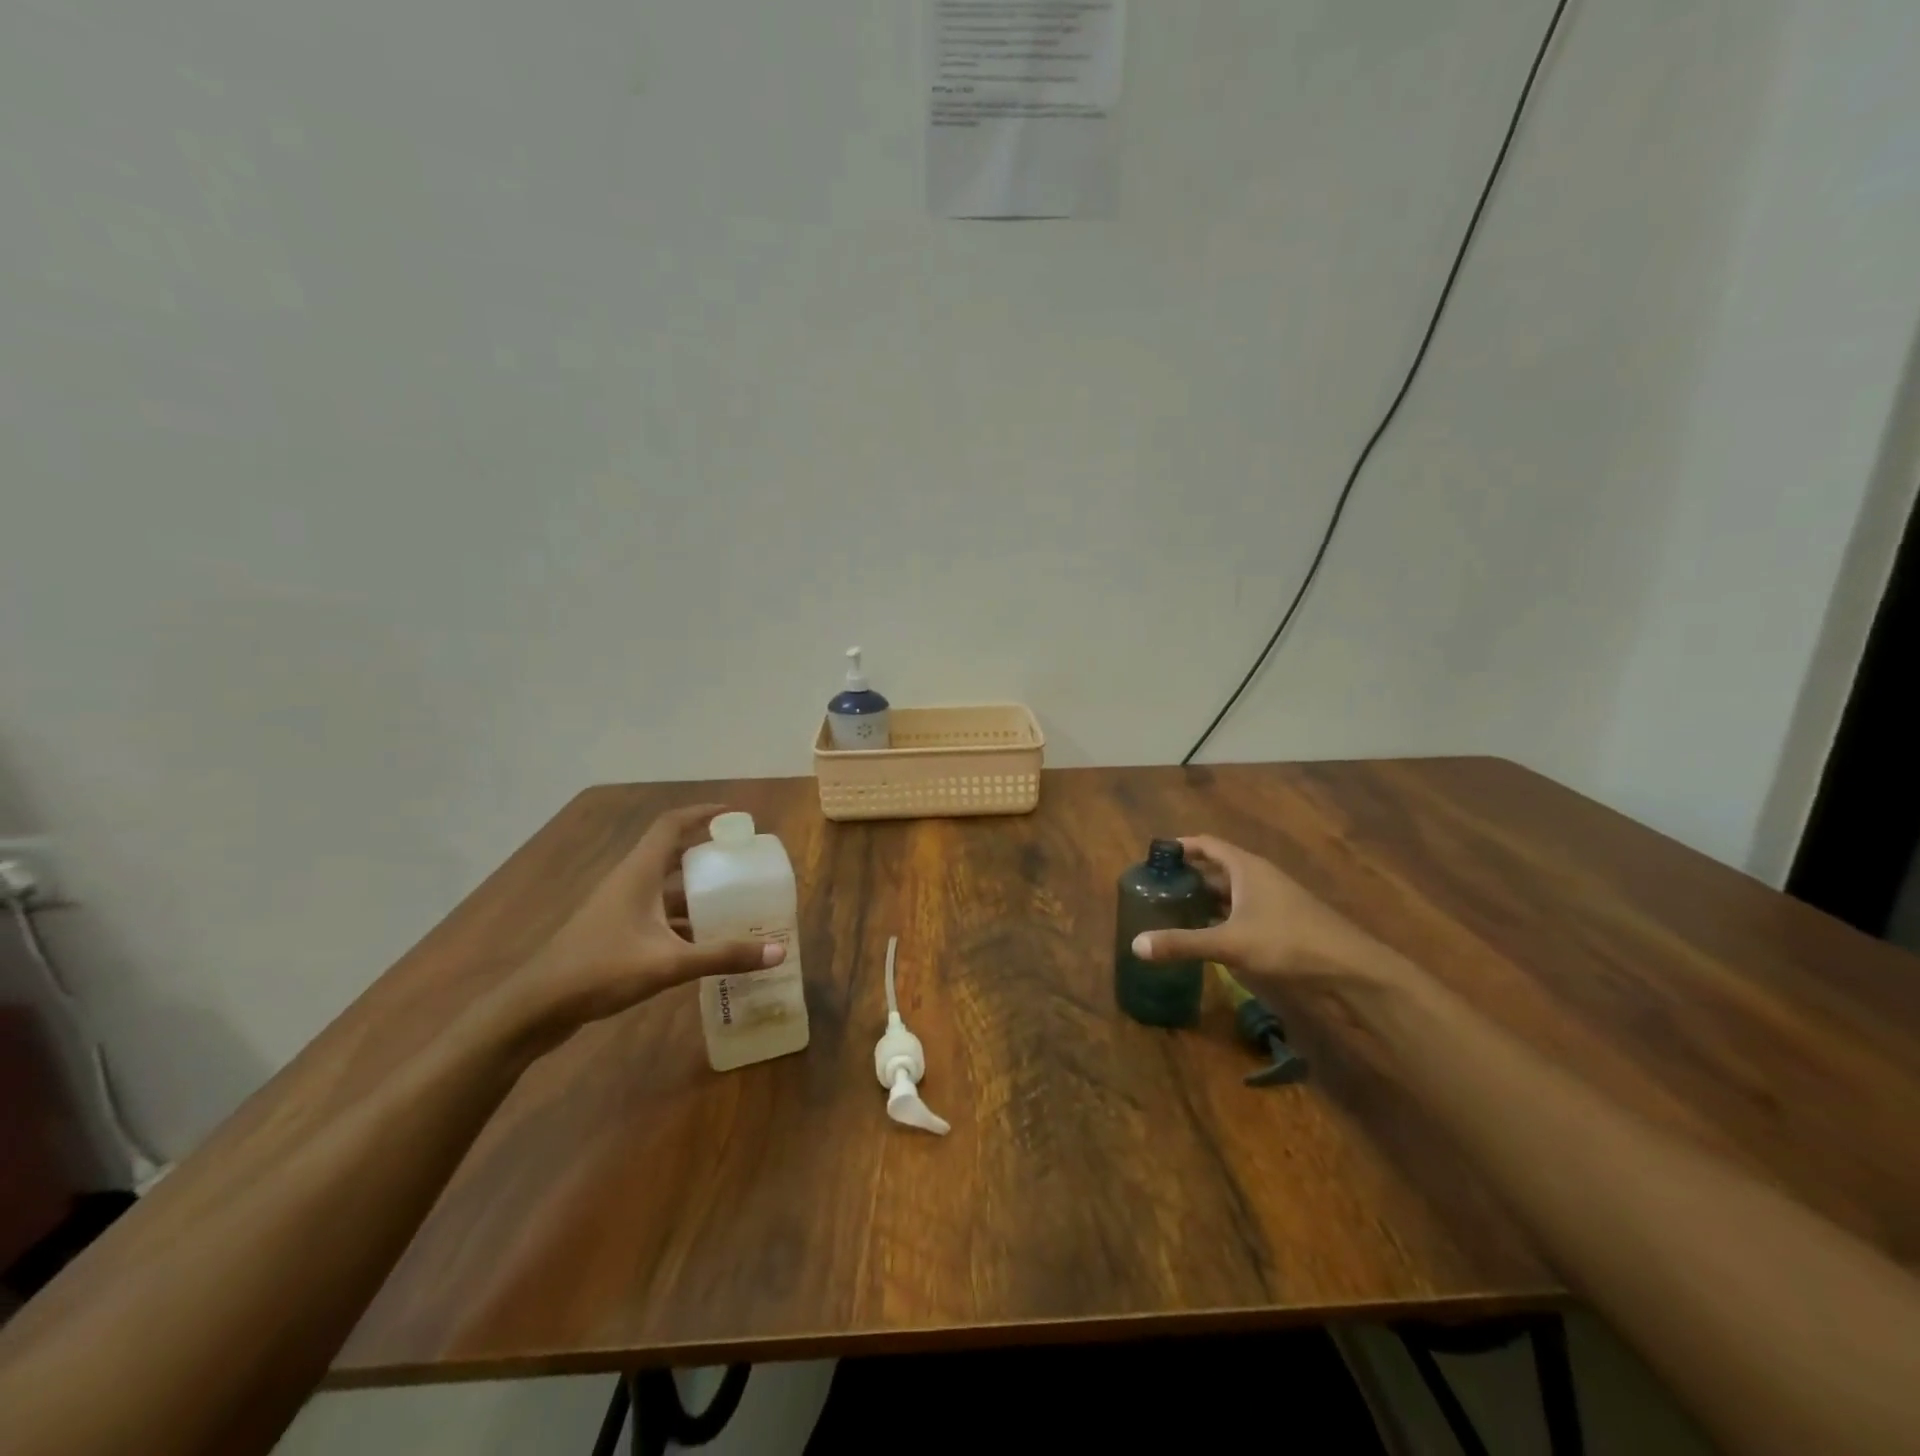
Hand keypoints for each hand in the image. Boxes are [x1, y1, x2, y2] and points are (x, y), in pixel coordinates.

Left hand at [501, 804, 784, 1047]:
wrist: (534, 1009)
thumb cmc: (600, 970)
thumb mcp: (668, 963)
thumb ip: (723, 956)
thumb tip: (777, 950)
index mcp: (638, 873)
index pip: (672, 825)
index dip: (703, 813)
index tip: (735, 816)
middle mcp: (629, 883)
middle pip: (672, 855)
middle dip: (708, 855)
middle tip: (743, 862)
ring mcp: (619, 909)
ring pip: (665, 889)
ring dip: (696, 892)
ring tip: (734, 901)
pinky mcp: (614, 934)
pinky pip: (657, 915)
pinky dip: (683, 921)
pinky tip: (705, 942)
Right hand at [1131, 835, 1399, 986]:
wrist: (1351, 969)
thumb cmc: (1288, 942)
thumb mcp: (1230, 943)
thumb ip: (1183, 943)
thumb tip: (1135, 945)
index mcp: (1246, 867)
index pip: (1206, 844)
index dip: (1180, 846)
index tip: (1155, 856)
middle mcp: (1259, 876)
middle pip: (1217, 867)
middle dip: (1188, 875)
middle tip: (1157, 887)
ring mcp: (1273, 899)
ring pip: (1231, 890)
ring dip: (1205, 897)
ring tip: (1175, 909)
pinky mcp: (1283, 921)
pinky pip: (1243, 909)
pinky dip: (1222, 915)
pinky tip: (1209, 934)